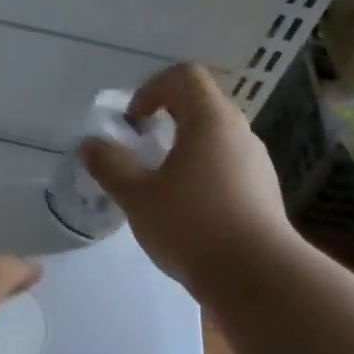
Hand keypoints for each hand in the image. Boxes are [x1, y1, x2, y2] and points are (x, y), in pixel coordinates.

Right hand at [84, 62, 295, 291]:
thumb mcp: (137, 195)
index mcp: (211, 120)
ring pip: (214, 139)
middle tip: (139, 151)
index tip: (133, 122)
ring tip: (159, 186)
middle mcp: (240, 133)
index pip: (185, 75)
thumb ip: (110, 165)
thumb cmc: (192, 225)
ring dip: (183, 150)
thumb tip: (90, 144)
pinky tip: (185, 213)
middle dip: (165, 120)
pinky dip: (201, 175)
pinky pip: (226, 168)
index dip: (152, 88)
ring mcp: (256, 163)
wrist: (257, 277)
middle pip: (201, 105)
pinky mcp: (263, 193)